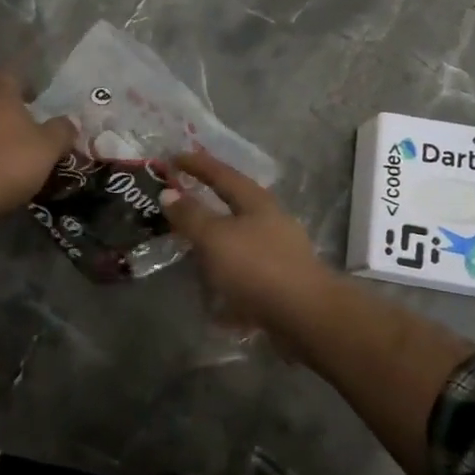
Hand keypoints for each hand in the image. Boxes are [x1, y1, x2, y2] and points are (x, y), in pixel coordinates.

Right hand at [160, 150, 337, 348]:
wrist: (306, 316)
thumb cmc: (257, 267)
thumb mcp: (215, 238)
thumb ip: (191, 215)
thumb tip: (169, 194)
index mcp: (256, 202)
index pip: (222, 173)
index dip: (197, 164)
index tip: (173, 158)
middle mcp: (270, 221)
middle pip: (234, 206)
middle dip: (206, 205)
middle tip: (179, 205)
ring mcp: (279, 252)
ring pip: (239, 241)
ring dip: (214, 245)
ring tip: (190, 252)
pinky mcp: (280, 282)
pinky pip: (244, 274)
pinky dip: (225, 280)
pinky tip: (211, 298)